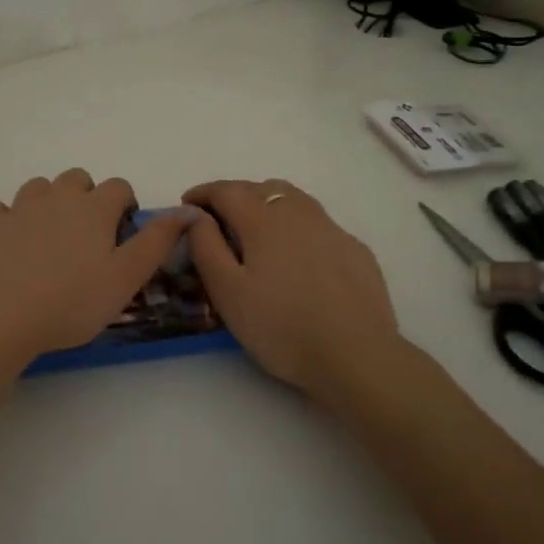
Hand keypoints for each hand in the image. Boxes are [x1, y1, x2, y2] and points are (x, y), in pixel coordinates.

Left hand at [0, 170, 195, 366]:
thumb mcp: (126, 278)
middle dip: (86, 197)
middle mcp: (56, 197)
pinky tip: (7, 240)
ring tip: (48, 238)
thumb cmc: (71, 302)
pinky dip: (4, 217)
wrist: (0, 317)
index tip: (122, 232)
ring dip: (47, 202)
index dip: (124, 205)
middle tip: (86, 236)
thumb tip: (188, 211)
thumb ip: (157, 242)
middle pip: (76, 178)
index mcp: (94, 209)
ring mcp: (17, 208)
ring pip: (38, 187)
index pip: (118, 187)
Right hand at [182, 179, 404, 399]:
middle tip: (218, 218)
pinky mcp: (355, 251)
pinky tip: (297, 254)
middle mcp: (299, 214)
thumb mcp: (227, 292)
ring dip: (268, 204)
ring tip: (256, 229)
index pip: (226, 191)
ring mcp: (332, 230)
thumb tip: (195, 215)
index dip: (203, 193)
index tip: (187, 204)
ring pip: (295, 200)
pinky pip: (319, 224)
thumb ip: (206, 247)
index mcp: (264, 221)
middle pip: (262, 188)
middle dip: (235, 195)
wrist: (356, 355)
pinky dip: (297, 226)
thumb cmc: (280, 326)